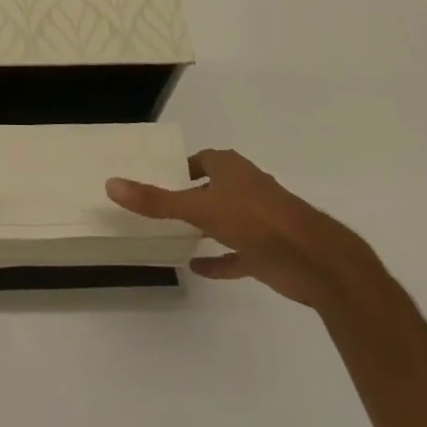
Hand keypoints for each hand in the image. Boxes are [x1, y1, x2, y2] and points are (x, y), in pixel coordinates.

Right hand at [106, 148, 377, 308]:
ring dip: (205, 226)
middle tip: (160, 206)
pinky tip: (196, 268)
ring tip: (174, 235)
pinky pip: (237, 254)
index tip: (160, 177)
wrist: (315, 260)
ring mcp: (260, 221)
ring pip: (226, 219)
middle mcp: (246, 189)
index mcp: (232, 169)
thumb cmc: (256, 220)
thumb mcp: (198, 207)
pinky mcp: (268, 252)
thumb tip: (111, 184)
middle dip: (192, 195)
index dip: (183, 166)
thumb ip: (156, 200)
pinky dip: (219, 260)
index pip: (204, 159)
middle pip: (214, 187)